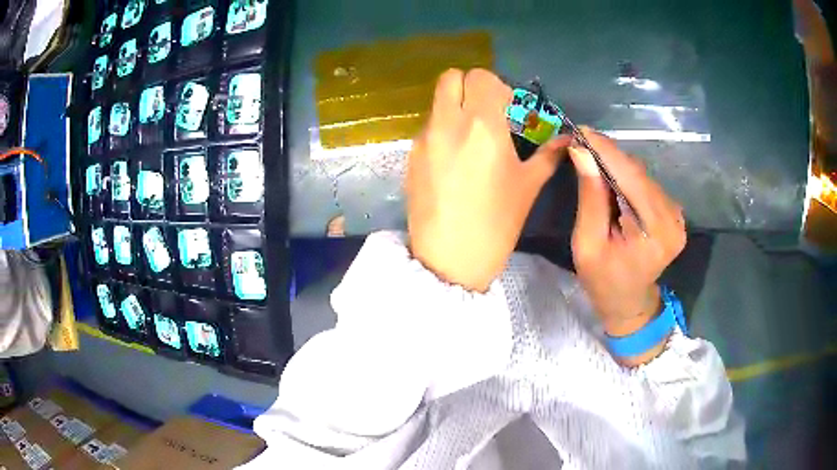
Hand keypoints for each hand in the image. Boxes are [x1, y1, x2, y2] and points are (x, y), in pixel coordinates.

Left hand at [407, 69, 570, 291]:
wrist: (449, 259)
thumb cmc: (497, 223)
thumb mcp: (528, 186)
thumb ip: (548, 154)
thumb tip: (566, 139)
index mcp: (482, 125)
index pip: (482, 77)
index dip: (497, 88)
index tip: (508, 109)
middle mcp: (448, 122)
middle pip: (451, 78)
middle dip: (471, 87)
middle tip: (487, 113)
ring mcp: (424, 138)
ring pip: (437, 101)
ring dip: (455, 107)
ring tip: (471, 138)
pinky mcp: (411, 155)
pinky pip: (428, 126)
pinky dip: (443, 129)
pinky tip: (454, 159)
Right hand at [569, 129, 685, 356]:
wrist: (629, 302)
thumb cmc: (603, 280)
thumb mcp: (587, 243)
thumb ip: (590, 197)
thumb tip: (581, 151)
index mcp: (655, 231)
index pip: (630, 176)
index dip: (605, 149)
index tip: (579, 130)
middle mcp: (673, 218)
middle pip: (637, 173)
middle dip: (607, 155)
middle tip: (579, 144)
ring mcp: (676, 214)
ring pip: (641, 175)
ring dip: (615, 165)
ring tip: (590, 160)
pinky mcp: (673, 212)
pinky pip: (646, 184)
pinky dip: (625, 176)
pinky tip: (609, 178)